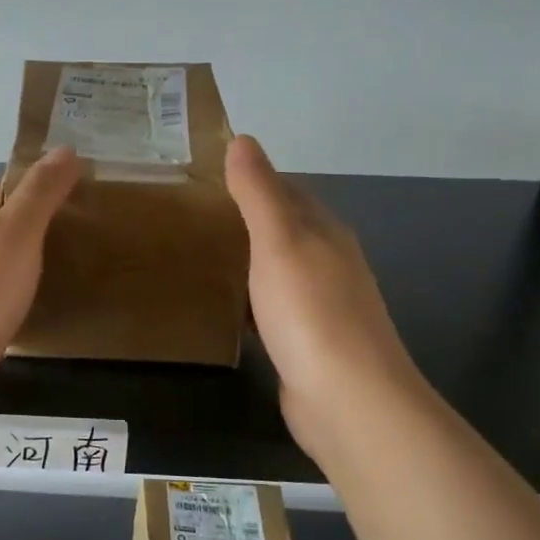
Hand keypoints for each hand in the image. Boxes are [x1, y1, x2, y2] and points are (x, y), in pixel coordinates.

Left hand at [0, 148, 82, 410]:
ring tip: (81, 266)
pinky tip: (49, 308)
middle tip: (96, 229)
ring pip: (6, 265)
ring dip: (36, 262)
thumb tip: (65, 148)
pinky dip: (27, 297)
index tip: (88, 185)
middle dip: (45, 224)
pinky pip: (5, 300)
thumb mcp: (16, 231)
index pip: (11, 186)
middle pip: (8, 226)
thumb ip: (41, 193)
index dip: (46, 181)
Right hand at [226, 135, 425, 456]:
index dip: (252, 179)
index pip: (288, 191)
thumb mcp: (279, 241)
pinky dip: (249, 302)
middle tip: (191, 217)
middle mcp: (329, 264)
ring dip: (246, 262)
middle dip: (245, 221)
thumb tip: (243, 139)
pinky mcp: (308, 344)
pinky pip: (273, 309)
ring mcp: (321, 307)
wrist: (348, 400)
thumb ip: (259, 192)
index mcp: (325, 233)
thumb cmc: (311, 312)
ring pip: (277, 271)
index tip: (206, 176)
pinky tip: (226, 310)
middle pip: (284, 230)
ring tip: (199, 257)